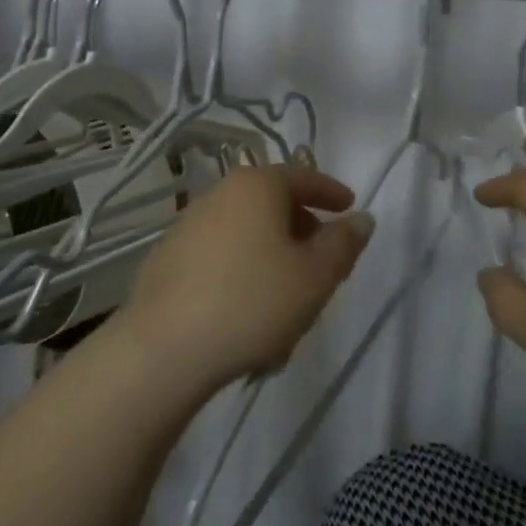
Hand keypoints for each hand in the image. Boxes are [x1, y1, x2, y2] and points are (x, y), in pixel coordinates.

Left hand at [121, 164, 374, 394]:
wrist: (165, 348)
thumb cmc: (253, 302)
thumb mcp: (315, 277)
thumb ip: (343, 244)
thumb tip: (360, 219)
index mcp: (256, 186)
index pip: (303, 177)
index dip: (330, 192)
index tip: (348, 207)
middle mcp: (218, 193)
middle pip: (271, 201)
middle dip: (300, 224)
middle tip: (322, 256)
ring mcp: (187, 224)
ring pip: (244, 228)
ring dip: (270, 249)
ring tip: (287, 288)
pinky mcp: (167, 257)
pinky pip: (219, 252)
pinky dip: (240, 265)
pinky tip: (246, 303)